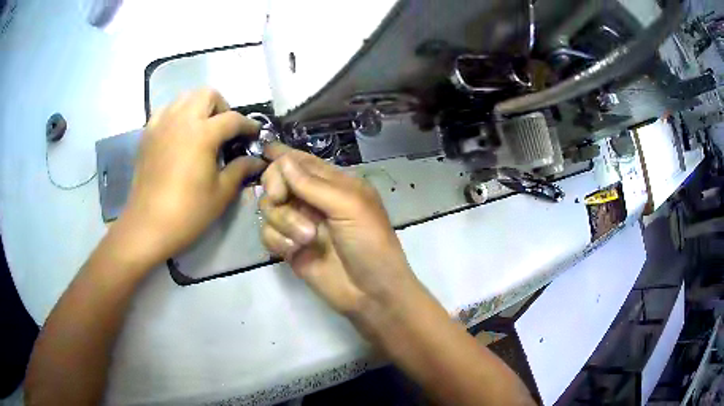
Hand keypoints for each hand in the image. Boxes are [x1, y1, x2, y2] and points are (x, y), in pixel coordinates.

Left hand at [116, 88, 265, 266]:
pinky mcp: (148, 133)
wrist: (148, 225)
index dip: (248, 125)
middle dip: (222, 107)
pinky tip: (179, 134)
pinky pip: (166, 110)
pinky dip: (177, 114)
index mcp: (202, 134)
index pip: (233, 119)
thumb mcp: (221, 193)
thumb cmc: (188, 212)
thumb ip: (241, 170)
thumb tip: (258, 161)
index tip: (255, 135)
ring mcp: (162, 124)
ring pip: (185, 97)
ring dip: (199, 107)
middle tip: (224, 130)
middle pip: (208, 94)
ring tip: (201, 129)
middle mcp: (182, 120)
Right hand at [259, 144, 425, 325]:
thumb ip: (313, 184)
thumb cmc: (369, 243)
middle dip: (276, 188)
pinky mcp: (288, 247)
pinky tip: (295, 252)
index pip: (301, 161)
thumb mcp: (349, 206)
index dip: (282, 155)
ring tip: (307, 238)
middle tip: (281, 198)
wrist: (370, 292)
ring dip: (283, 221)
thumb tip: (282, 159)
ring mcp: (298, 224)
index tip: (264, 152)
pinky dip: (278, 241)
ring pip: (269, 207)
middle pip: (277, 180)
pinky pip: (267, 233)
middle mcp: (312, 200)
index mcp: (332, 184)